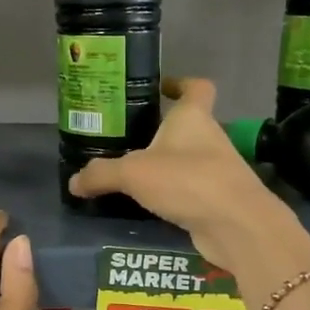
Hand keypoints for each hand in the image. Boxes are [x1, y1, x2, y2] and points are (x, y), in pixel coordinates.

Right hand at [68, 78, 298, 271]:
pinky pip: (190, 190)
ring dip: (166, 165)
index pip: (196, 87)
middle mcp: (209, 138)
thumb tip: (73, 182)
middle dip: (161, 131)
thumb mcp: (134, 173)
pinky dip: (172, 195)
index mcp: (193, 118)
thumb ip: (102, 174)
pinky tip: (149, 206)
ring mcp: (217, 170)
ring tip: (131, 176)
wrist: (236, 225)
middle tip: (127, 139)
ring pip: (188, 160)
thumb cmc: (187, 180)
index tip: (161, 88)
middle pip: (188, 126)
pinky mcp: (218, 200)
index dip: (181, 83)